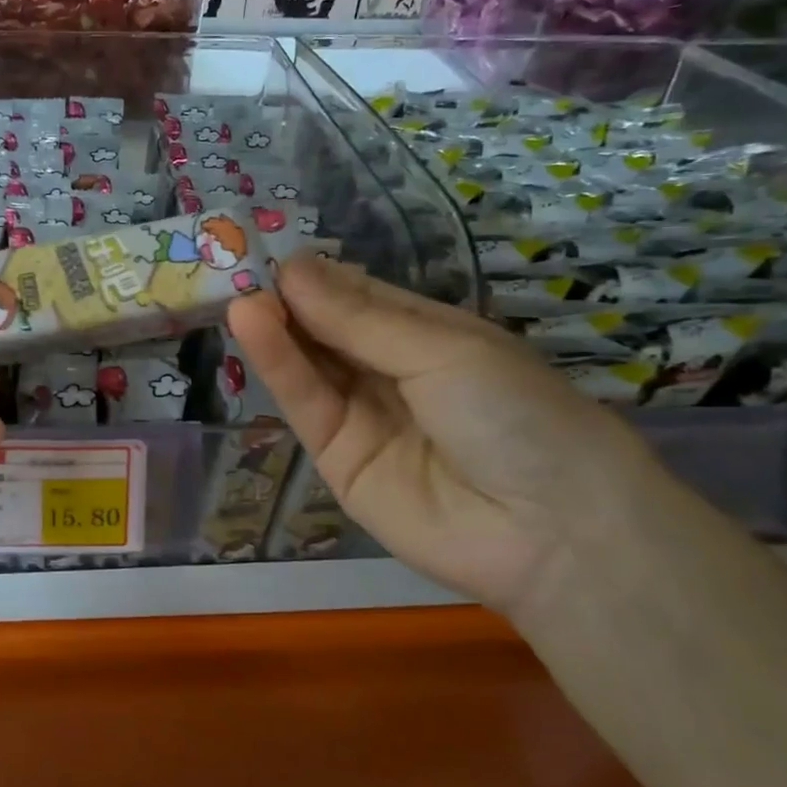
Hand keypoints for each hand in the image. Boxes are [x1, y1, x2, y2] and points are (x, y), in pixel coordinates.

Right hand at [228, 255, 676, 616]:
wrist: (547, 532)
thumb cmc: (514, 413)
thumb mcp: (441, 350)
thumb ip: (358, 318)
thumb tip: (291, 269)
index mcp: (427, 336)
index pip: (359, 297)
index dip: (318, 277)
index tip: (271, 253)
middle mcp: (390, 372)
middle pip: (327, 330)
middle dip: (288, 301)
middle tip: (238, 269)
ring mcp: (361, 416)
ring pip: (310, 365)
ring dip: (276, 328)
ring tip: (241, 297)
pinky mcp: (335, 458)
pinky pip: (305, 404)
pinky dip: (278, 365)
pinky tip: (254, 327)